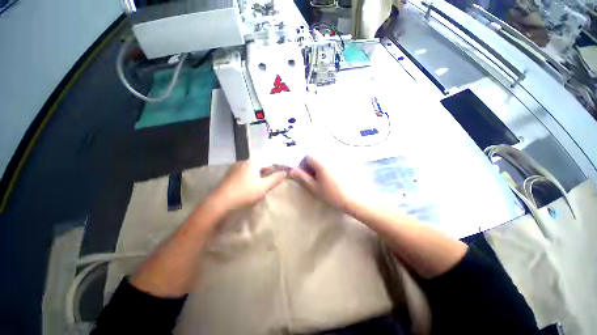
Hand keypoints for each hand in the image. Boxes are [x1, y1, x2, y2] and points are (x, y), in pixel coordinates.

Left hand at [211, 160, 286, 211]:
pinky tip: (246, 191)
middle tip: (266, 188)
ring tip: (256, 191)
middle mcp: (242, 163)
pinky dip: (246, 183)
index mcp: (252, 163)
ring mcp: (233, 170)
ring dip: (255, 180)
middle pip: (258, 168)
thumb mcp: (264, 187)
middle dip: (264, 177)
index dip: (273, 172)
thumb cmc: (245, 193)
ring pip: (250, 173)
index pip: (267, 164)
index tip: (275, 181)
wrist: (220, 205)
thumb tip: (284, 172)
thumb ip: (275, 179)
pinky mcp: (227, 177)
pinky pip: (242, 177)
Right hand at [289, 156, 353, 210]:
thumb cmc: (334, 195)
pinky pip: (336, 159)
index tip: (306, 176)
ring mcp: (341, 157)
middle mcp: (331, 155)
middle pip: (317, 156)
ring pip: (326, 158)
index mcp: (322, 162)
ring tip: (326, 179)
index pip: (308, 156)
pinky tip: (337, 177)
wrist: (358, 199)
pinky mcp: (350, 160)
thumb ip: (303, 178)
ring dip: (322, 166)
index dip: (304, 165)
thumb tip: (291, 170)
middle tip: (316, 179)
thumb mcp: (315, 188)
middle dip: (313, 166)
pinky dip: (332, 165)